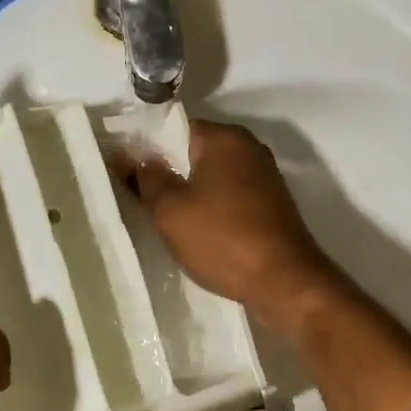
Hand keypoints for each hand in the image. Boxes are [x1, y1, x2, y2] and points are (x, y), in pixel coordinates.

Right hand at [117, 118, 341, 334]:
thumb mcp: (171, 211)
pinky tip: (196, 231)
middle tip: (140, 199)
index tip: (126, 172)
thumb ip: (147, 179)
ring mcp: (264, 177)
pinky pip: (229, 196)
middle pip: (194, 152)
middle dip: (167, 172)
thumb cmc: (222, 239)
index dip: (146, 148)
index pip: (174, 128)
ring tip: (164, 219)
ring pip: (212, 176)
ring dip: (189, 193)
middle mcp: (249, 148)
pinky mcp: (271, 204)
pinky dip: (211, 208)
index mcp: (225, 138)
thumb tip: (130, 157)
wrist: (284, 282)